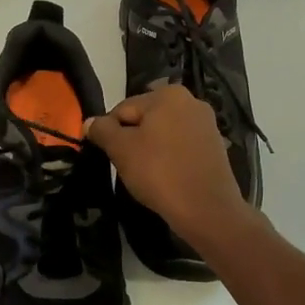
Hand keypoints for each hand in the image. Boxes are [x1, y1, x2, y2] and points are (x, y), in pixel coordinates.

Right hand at [86, 85, 251, 240]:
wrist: (207, 209)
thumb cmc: (160, 173)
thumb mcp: (121, 149)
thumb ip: (102, 130)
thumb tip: (90, 122)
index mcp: (168, 94)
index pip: (123, 109)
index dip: (110, 133)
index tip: (110, 156)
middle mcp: (191, 101)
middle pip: (145, 119)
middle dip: (132, 140)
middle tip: (127, 167)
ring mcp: (206, 124)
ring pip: (163, 134)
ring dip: (150, 151)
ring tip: (147, 176)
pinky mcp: (215, 147)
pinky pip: (181, 148)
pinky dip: (170, 159)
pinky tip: (167, 178)